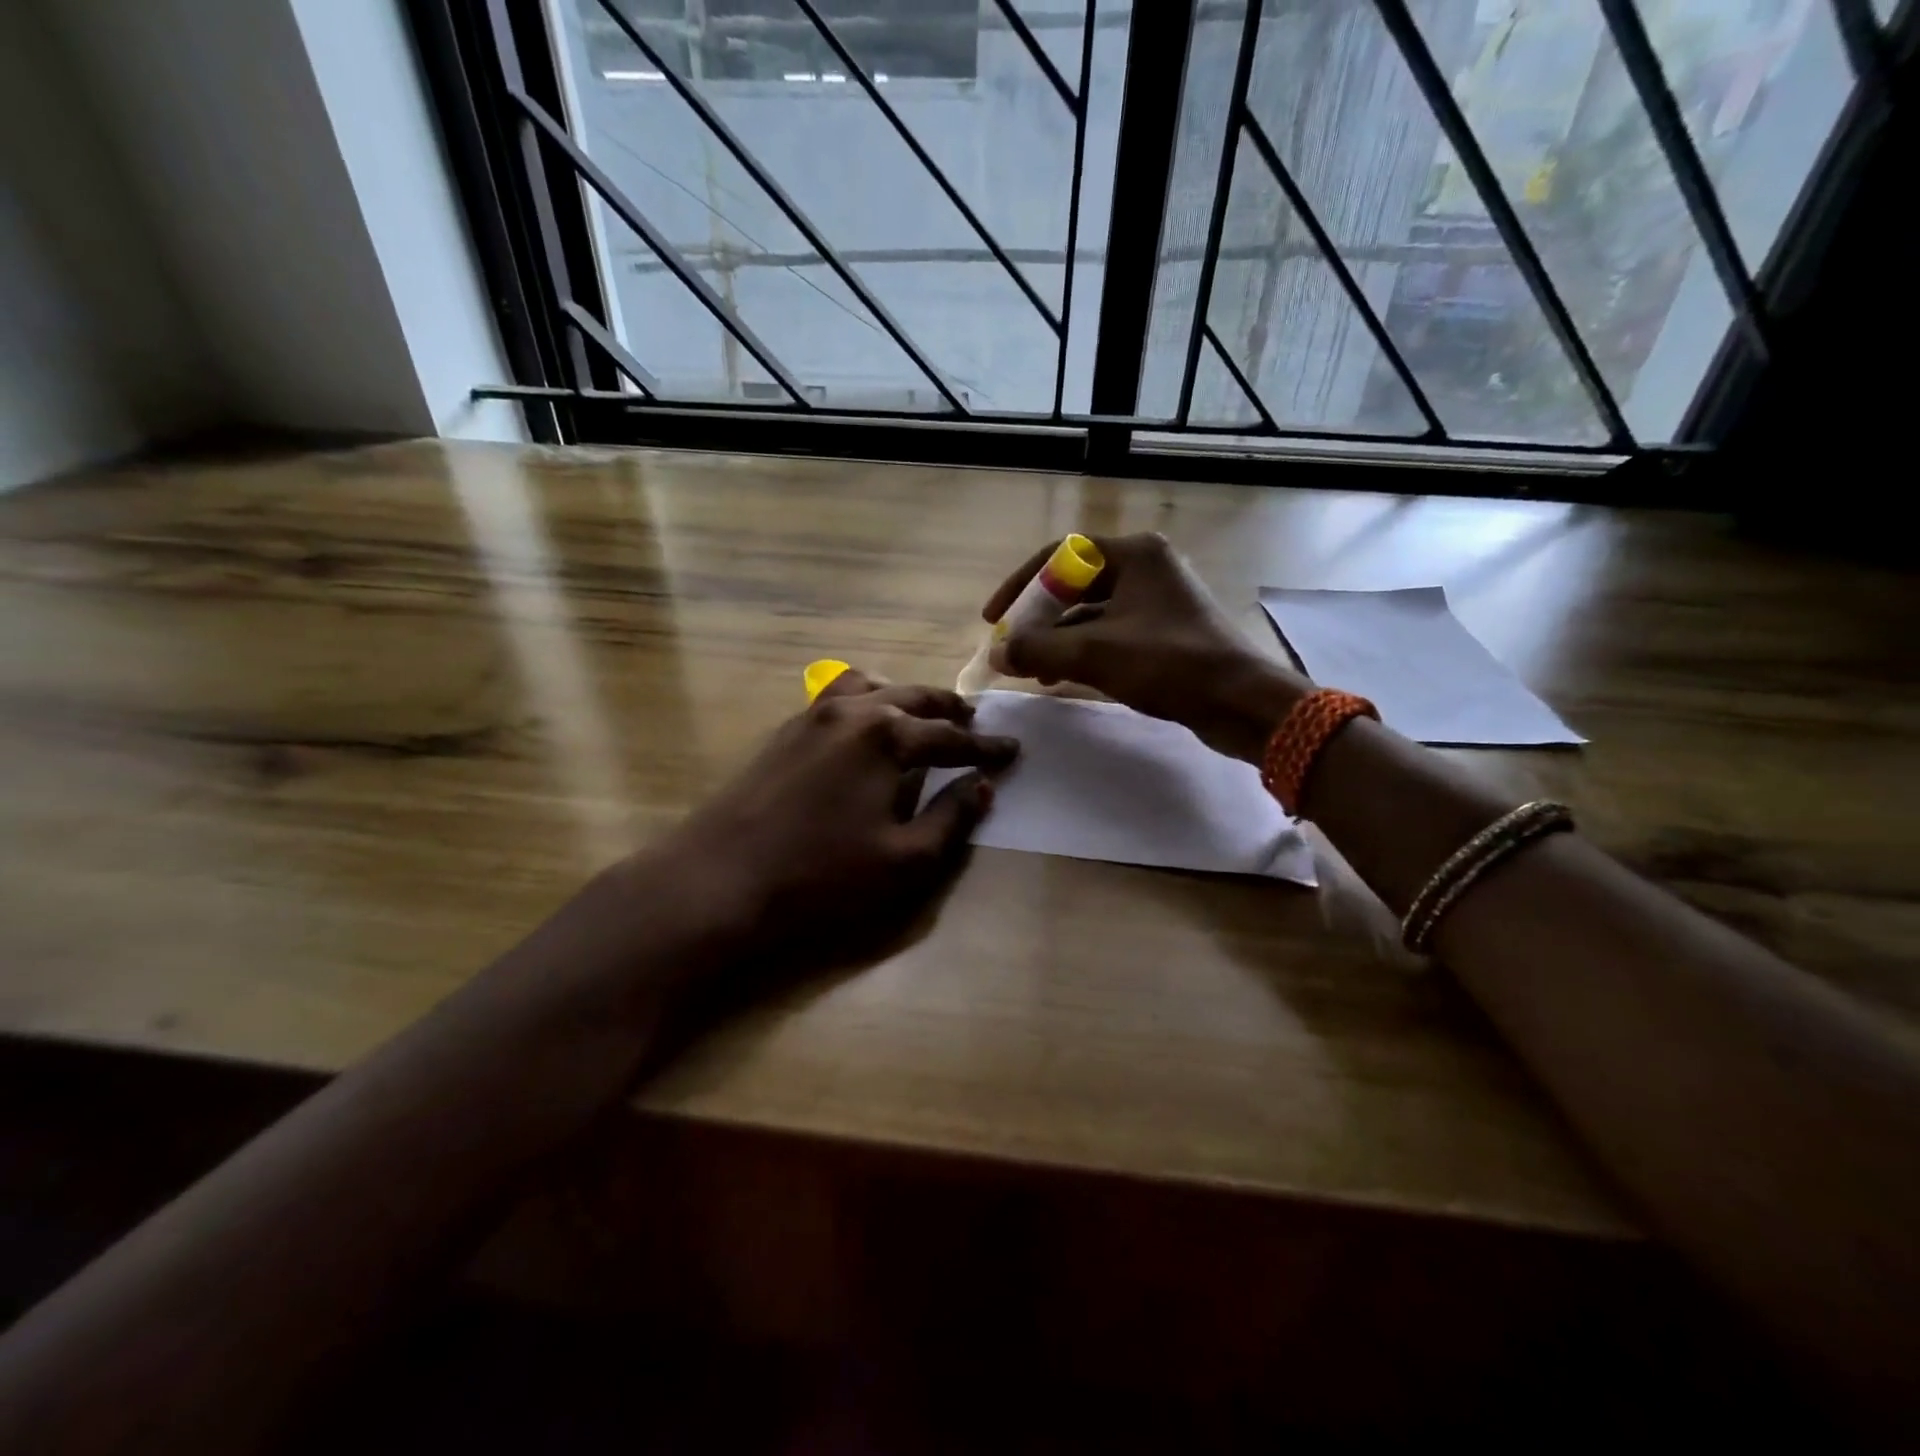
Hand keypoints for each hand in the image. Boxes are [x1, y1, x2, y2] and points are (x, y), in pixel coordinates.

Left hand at [653, 668, 1018, 976]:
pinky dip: (864, 703)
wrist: (716, 883)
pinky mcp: (782, 734)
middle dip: (947, 710)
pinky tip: (864, 730)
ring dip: (902, 698)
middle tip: (974, 722)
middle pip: (911, 698)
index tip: (1013, 751)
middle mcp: (849, 711)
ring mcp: (809, 717)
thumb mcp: (905, 859)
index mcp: (885, 734)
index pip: (949, 736)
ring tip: (921, 717)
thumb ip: (951, 818)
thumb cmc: (821, 877)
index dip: (985, 747)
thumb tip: (983, 786)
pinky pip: (835, 700)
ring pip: (868, 688)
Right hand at [983, 533, 1310, 760]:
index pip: (1060, 556)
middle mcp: (1146, 568)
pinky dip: (1083, 652)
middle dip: (1039, 619)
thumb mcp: (1095, 653)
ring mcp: (1157, 601)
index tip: (995, 618)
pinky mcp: (1164, 632)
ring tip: (1032, 670)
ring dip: (1058, 640)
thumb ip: (1038, 648)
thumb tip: (996, 654)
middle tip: (1012, 649)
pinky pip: (1110, 634)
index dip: (1021, 585)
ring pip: (1091, 614)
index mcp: (1134, 554)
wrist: (1241, 702)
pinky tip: (1063, 677)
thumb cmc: (1170, 663)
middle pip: (1074, 586)